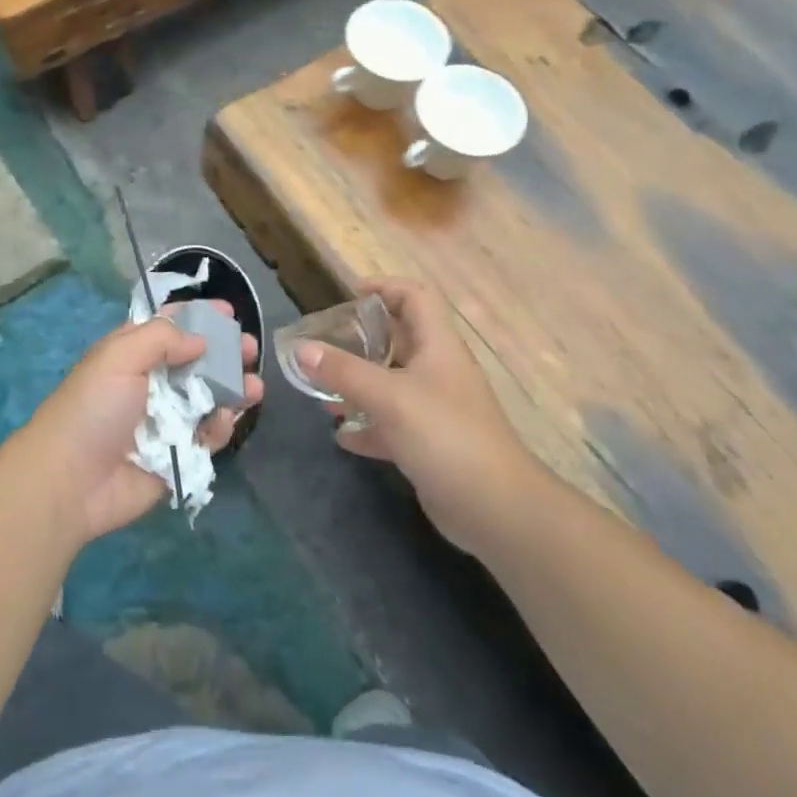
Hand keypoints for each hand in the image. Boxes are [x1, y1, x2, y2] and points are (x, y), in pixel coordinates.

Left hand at [24, 306, 262, 543]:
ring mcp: (165, 421)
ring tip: (254, 387)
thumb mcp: (119, 356)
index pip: (169, 327)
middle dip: (225, 352)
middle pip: (196, 361)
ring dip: (233, 389)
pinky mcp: (177, 455)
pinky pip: (207, 436)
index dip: (198, 316)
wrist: (71, 481)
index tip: (229, 312)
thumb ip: (162, 339)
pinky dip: (220, 427)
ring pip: (208, 398)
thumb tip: (200, 340)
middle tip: (250, 349)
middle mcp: (150, 383)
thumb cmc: (93, 409)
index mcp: (131, 353)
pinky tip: (227, 420)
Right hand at [297, 279, 535, 549]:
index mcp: (438, 346)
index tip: (348, 295)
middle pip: (400, 339)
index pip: (416, 297)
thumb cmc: (445, 436)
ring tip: (322, 391)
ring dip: (358, 384)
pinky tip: (341, 435)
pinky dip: (366, 426)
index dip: (385, 287)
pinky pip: (391, 425)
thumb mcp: (390, 397)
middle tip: (324, 344)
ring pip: (391, 384)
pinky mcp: (429, 445)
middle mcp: (438, 372)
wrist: (495, 509)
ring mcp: (435, 410)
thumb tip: (301, 349)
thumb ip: (344, 371)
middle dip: (361, 338)